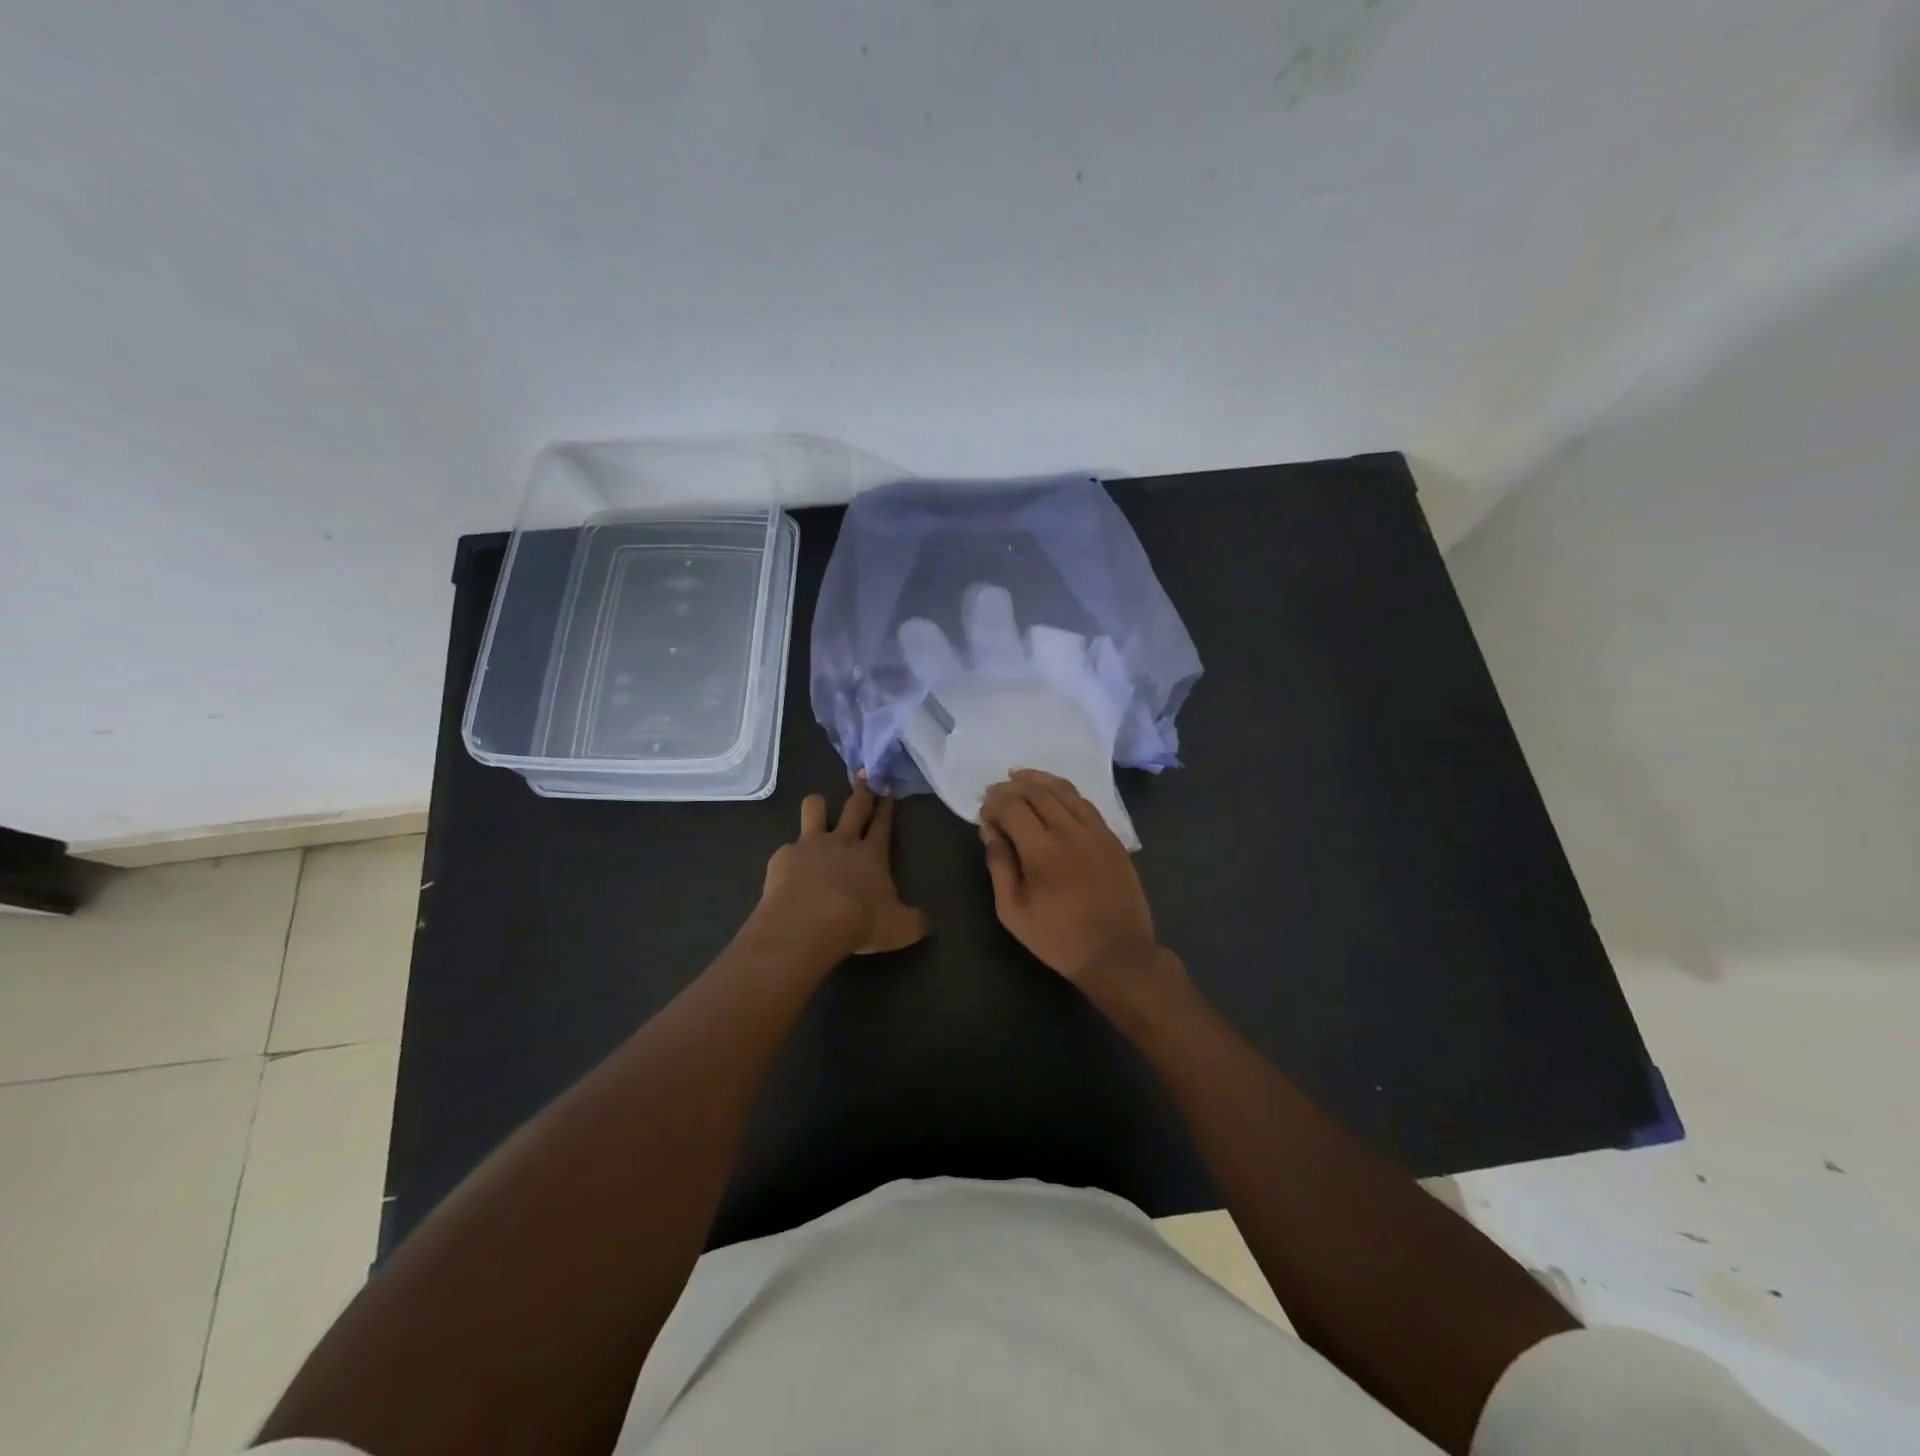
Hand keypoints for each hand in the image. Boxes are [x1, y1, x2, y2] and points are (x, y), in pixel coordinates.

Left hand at [758, 776, 930, 958]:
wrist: (809, 923)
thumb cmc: (860, 922)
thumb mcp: (900, 929)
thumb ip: (914, 922)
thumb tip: (925, 923)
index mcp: (872, 855)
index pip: (883, 824)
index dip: (886, 807)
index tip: (887, 789)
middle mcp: (842, 842)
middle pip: (854, 807)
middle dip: (861, 791)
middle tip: (863, 775)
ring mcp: (810, 845)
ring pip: (814, 809)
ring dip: (818, 805)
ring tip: (818, 808)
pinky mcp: (783, 857)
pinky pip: (787, 848)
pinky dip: (790, 856)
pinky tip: (789, 871)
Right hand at [980, 770, 1181, 1009]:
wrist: (1118, 954)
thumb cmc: (1059, 939)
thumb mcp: (1013, 911)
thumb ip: (999, 865)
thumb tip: (990, 831)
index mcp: (1042, 850)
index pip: (1012, 806)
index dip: (993, 803)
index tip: (983, 812)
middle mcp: (1069, 831)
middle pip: (1036, 791)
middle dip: (1011, 787)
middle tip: (996, 792)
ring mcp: (1096, 831)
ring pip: (1064, 790)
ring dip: (1038, 780)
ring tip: (1020, 777)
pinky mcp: (1112, 837)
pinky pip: (1085, 803)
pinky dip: (1064, 792)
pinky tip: (1054, 795)